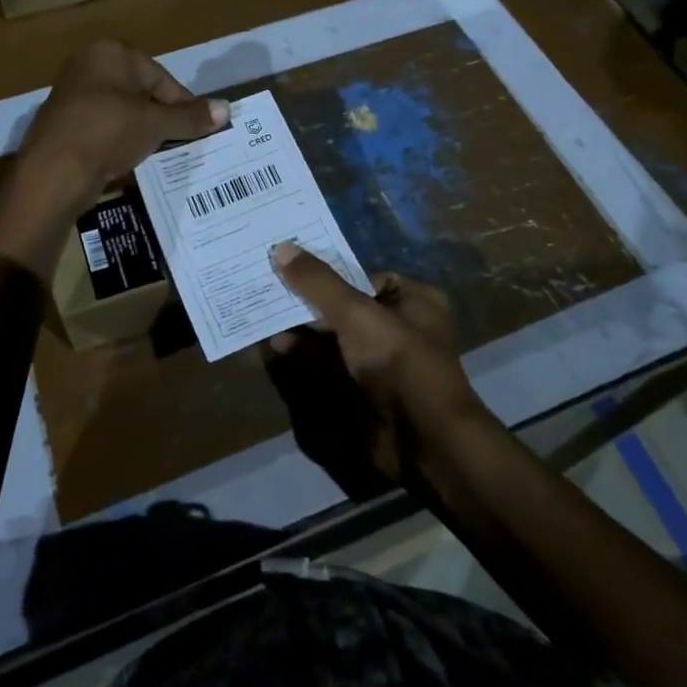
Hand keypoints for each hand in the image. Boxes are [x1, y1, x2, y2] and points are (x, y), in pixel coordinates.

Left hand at [0, 40, 226, 274]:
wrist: (53, 172)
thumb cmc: (109, 132)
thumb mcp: (156, 124)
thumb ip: (191, 117)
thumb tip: (227, 109)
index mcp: (111, 52)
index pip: (161, 77)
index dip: (182, 105)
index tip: (196, 129)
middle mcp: (88, 64)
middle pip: (141, 92)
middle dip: (161, 117)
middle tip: (178, 143)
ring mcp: (72, 93)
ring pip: (122, 111)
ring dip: (141, 131)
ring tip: (155, 154)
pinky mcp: (63, 122)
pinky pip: (103, 127)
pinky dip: (118, 141)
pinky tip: (127, 161)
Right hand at [263, 245, 492, 497]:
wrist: (422, 439)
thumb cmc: (397, 360)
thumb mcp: (356, 313)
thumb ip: (318, 282)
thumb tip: (281, 247)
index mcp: (414, 299)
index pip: (363, 276)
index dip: (327, 271)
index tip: (289, 264)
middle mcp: (401, 326)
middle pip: (346, 305)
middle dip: (309, 300)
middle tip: (268, 286)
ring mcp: (383, 361)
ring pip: (336, 336)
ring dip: (303, 329)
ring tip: (264, 314)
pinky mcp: (366, 390)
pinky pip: (331, 364)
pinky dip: (307, 355)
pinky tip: (276, 347)